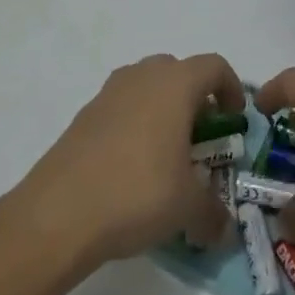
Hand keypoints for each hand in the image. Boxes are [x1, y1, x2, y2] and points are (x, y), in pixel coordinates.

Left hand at [17, 53, 244, 272]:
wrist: (59, 212)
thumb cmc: (137, 193)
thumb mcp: (187, 207)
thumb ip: (213, 212)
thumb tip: (222, 228)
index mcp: (175, 84)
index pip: (214, 66)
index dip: (232, 88)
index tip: (235, 120)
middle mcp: (142, 76)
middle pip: (179, 72)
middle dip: (195, 99)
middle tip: (201, 139)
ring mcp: (109, 92)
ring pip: (147, 86)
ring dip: (163, 110)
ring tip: (167, 155)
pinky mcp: (84, 114)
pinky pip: (122, 107)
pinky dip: (135, 125)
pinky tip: (132, 167)